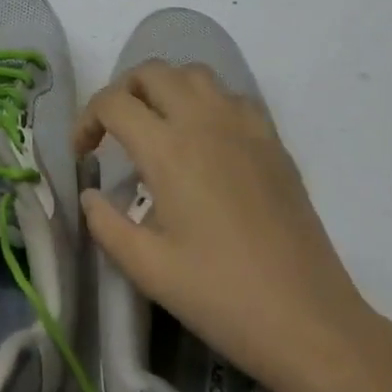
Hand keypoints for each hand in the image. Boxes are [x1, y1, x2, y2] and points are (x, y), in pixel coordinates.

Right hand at [75, 62, 391, 391]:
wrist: (307, 319)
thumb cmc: (221, 296)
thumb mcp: (148, 269)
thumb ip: (106, 224)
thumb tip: (90, 194)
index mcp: (168, 149)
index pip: (114, 103)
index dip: (87, 119)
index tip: (83, 153)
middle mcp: (204, 121)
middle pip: (152, 72)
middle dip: (123, 91)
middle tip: (114, 130)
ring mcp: (243, 125)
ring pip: (194, 74)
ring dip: (166, 87)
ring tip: (157, 125)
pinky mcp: (272, 140)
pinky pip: (231, 96)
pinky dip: (207, 101)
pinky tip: (206, 139)